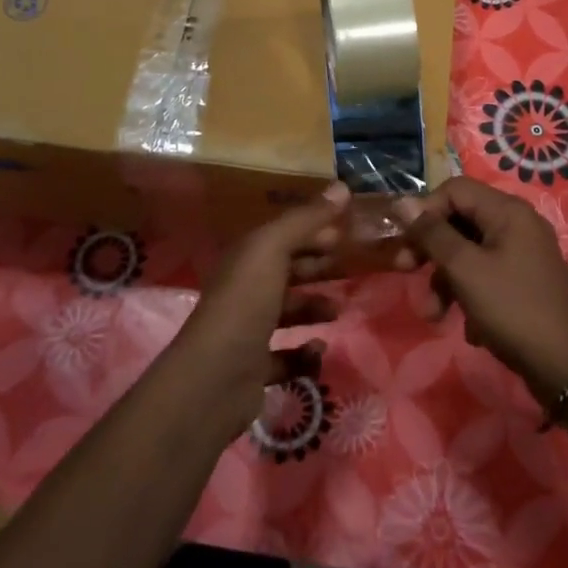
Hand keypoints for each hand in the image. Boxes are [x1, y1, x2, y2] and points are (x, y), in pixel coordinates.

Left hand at [164, 184, 350, 442]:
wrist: (213, 380)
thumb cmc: (245, 304)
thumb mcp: (273, 250)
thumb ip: (306, 219)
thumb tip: (342, 186)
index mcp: (245, 259)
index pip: (283, 236)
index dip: (314, 231)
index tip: (348, 232)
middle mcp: (244, 290)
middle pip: (287, 272)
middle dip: (318, 268)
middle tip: (354, 268)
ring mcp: (248, 331)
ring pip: (287, 312)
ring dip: (314, 308)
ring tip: (339, 310)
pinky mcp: (255, 369)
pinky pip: (286, 356)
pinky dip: (304, 353)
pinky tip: (319, 349)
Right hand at [393, 177, 567, 403]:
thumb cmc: (513, 308)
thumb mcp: (465, 269)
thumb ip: (433, 234)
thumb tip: (403, 203)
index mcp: (508, 211)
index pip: (454, 190)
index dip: (425, 210)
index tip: (406, 241)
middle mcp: (518, 225)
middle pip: (461, 222)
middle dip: (431, 250)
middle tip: (404, 270)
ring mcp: (524, 255)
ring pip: (470, 254)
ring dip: (446, 281)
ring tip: (434, 316)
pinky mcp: (525, 283)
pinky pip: (487, 277)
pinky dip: (471, 296)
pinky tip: (471, 329)